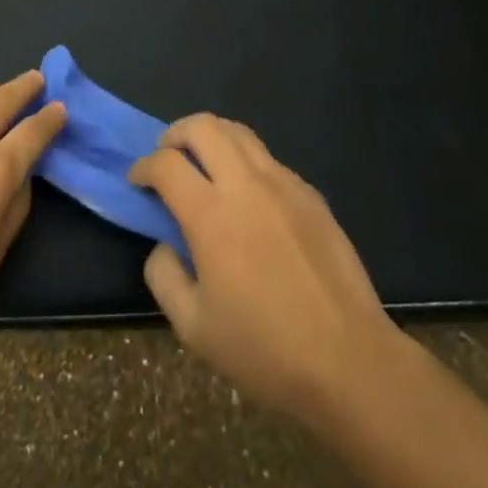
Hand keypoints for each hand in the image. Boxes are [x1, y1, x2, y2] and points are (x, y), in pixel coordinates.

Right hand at [129, 114, 409, 427]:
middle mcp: (245, 184)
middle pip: (203, 126)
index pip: (166, 164)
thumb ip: (164, 277)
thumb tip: (163, 245)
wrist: (349, 361)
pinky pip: (268, 158)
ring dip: (212, 138)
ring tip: (204, 165)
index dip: (143, 166)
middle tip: (167, 158)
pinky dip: (245, 162)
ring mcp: (283, 183)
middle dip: (175, 134)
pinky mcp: (310, 193)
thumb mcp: (194, 329)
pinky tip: (248, 197)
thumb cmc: (265, 350)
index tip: (137, 181)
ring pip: (239, 132)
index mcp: (211, 215)